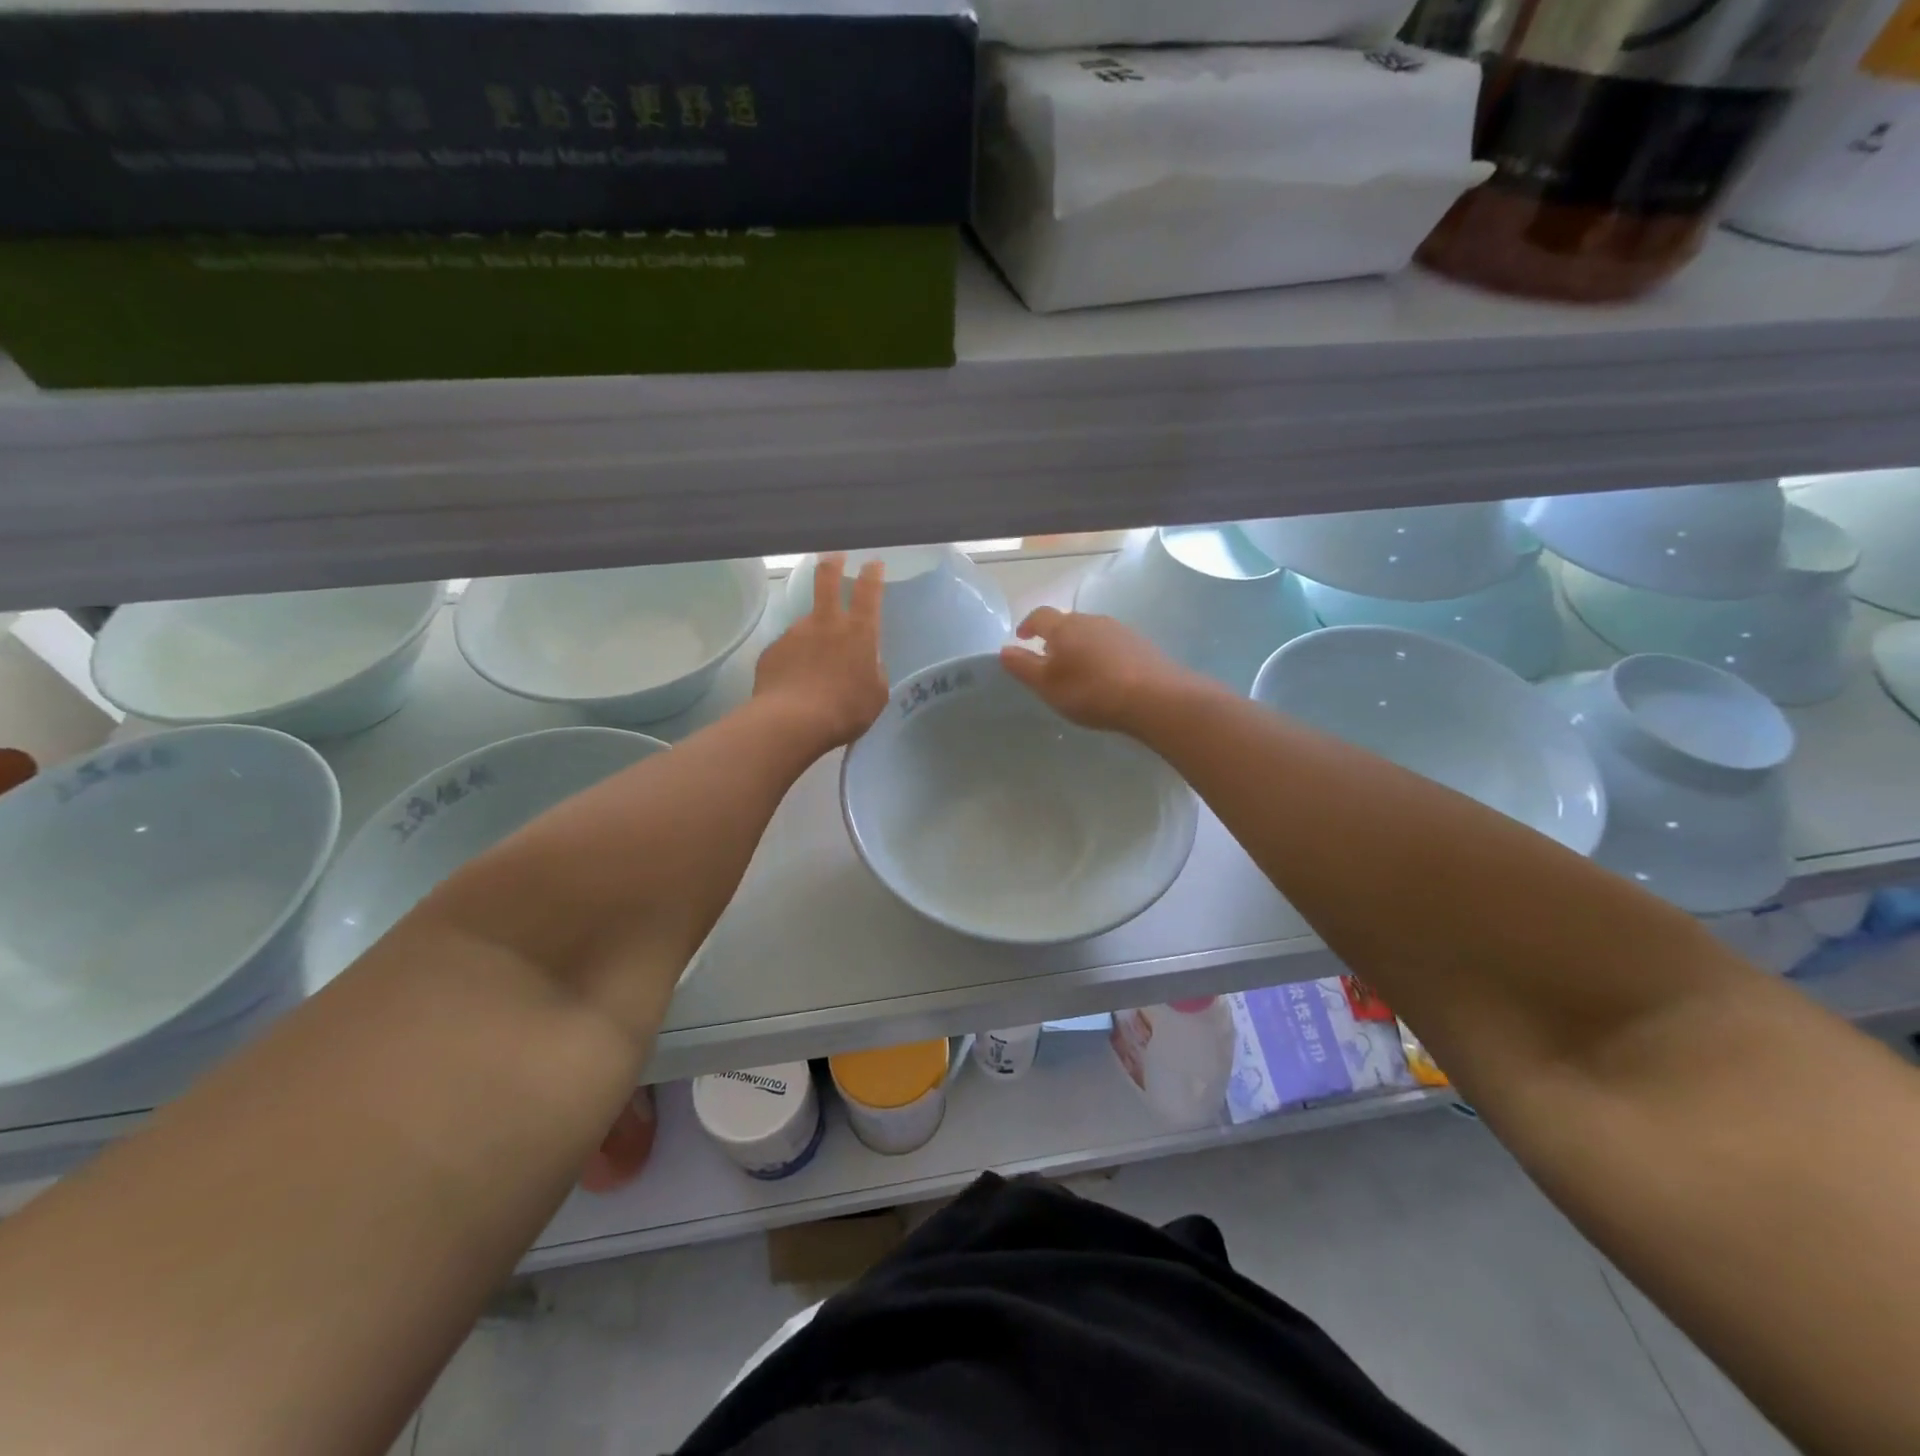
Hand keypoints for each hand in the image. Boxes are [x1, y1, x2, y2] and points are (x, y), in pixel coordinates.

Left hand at [753, 554, 887, 750]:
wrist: (792, 722)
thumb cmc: (845, 710)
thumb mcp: (876, 695)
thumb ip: (874, 671)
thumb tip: (868, 662)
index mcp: (859, 633)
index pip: (868, 592)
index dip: (871, 574)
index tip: (872, 563)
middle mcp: (826, 623)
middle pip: (826, 580)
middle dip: (832, 563)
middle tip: (833, 556)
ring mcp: (795, 633)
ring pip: (806, 623)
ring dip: (812, 634)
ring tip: (812, 665)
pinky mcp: (772, 650)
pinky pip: (788, 650)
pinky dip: (793, 660)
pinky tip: (793, 681)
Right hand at [999, 607, 1196, 733]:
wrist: (1154, 697)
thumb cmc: (1091, 691)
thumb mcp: (1048, 685)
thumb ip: (1024, 667)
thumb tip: (1004, 649)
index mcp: (1064, 627)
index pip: (1040, 616)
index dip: (1027, 624)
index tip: (1021, 637)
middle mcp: (1092, 620)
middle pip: (1067, 623)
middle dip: (1055, 638)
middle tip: (1049, 660)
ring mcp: (1119, 630)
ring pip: (1091, 633)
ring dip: (1080, 646)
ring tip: (1077, 670)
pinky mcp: (1140, 644)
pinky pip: (1112, 645)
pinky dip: (1102, 655)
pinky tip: (1105, 676)